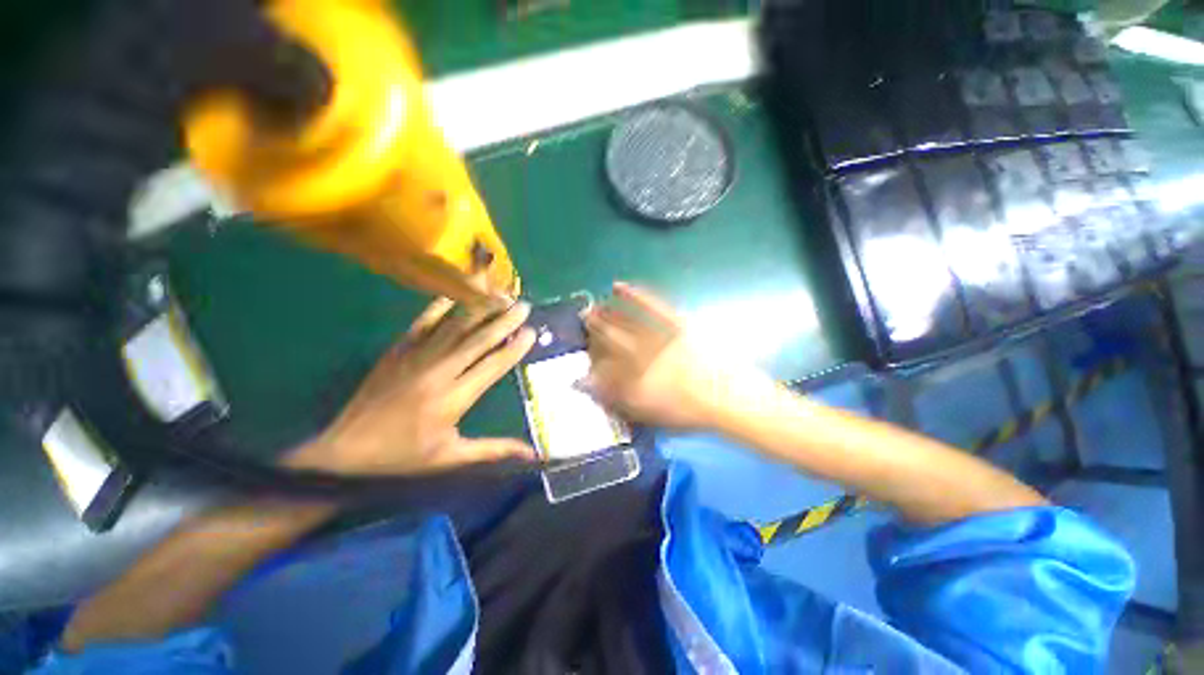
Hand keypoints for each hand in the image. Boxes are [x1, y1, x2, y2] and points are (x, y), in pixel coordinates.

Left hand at [286, 299, 537, 474]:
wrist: (343, 449)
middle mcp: (438, 372)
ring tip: (500, 296)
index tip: (532, 332)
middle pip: (478, 340)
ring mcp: (416, 357)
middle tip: (523, 305)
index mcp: (453, 399)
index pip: (492, 366)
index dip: (514, 348)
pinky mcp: (398, 350)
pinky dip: (441, 306)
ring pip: (455, 327)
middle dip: (504, 321)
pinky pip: (424, 322)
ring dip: (480, 309)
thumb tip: (532, 454)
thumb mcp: (451, 458)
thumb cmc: (402, 456)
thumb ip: (494, 450)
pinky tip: (457, 293)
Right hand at [584, 282, 745, 430]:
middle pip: (609, 339)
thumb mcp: (648, 414)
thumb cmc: (689, 412)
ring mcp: (658, 337)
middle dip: (593, 329)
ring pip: (624, 322)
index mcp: (631, 380)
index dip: (589, 356)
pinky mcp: (676, 324)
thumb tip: (585, 385)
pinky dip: (634, 295)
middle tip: (582, 318)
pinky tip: (618, 286)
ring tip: (593, 307)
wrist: (729, 397)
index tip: (584, 350)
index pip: (601, 365)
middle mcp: (639, 356)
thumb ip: (614, 400)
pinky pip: (651, 306)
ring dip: (606, 313)